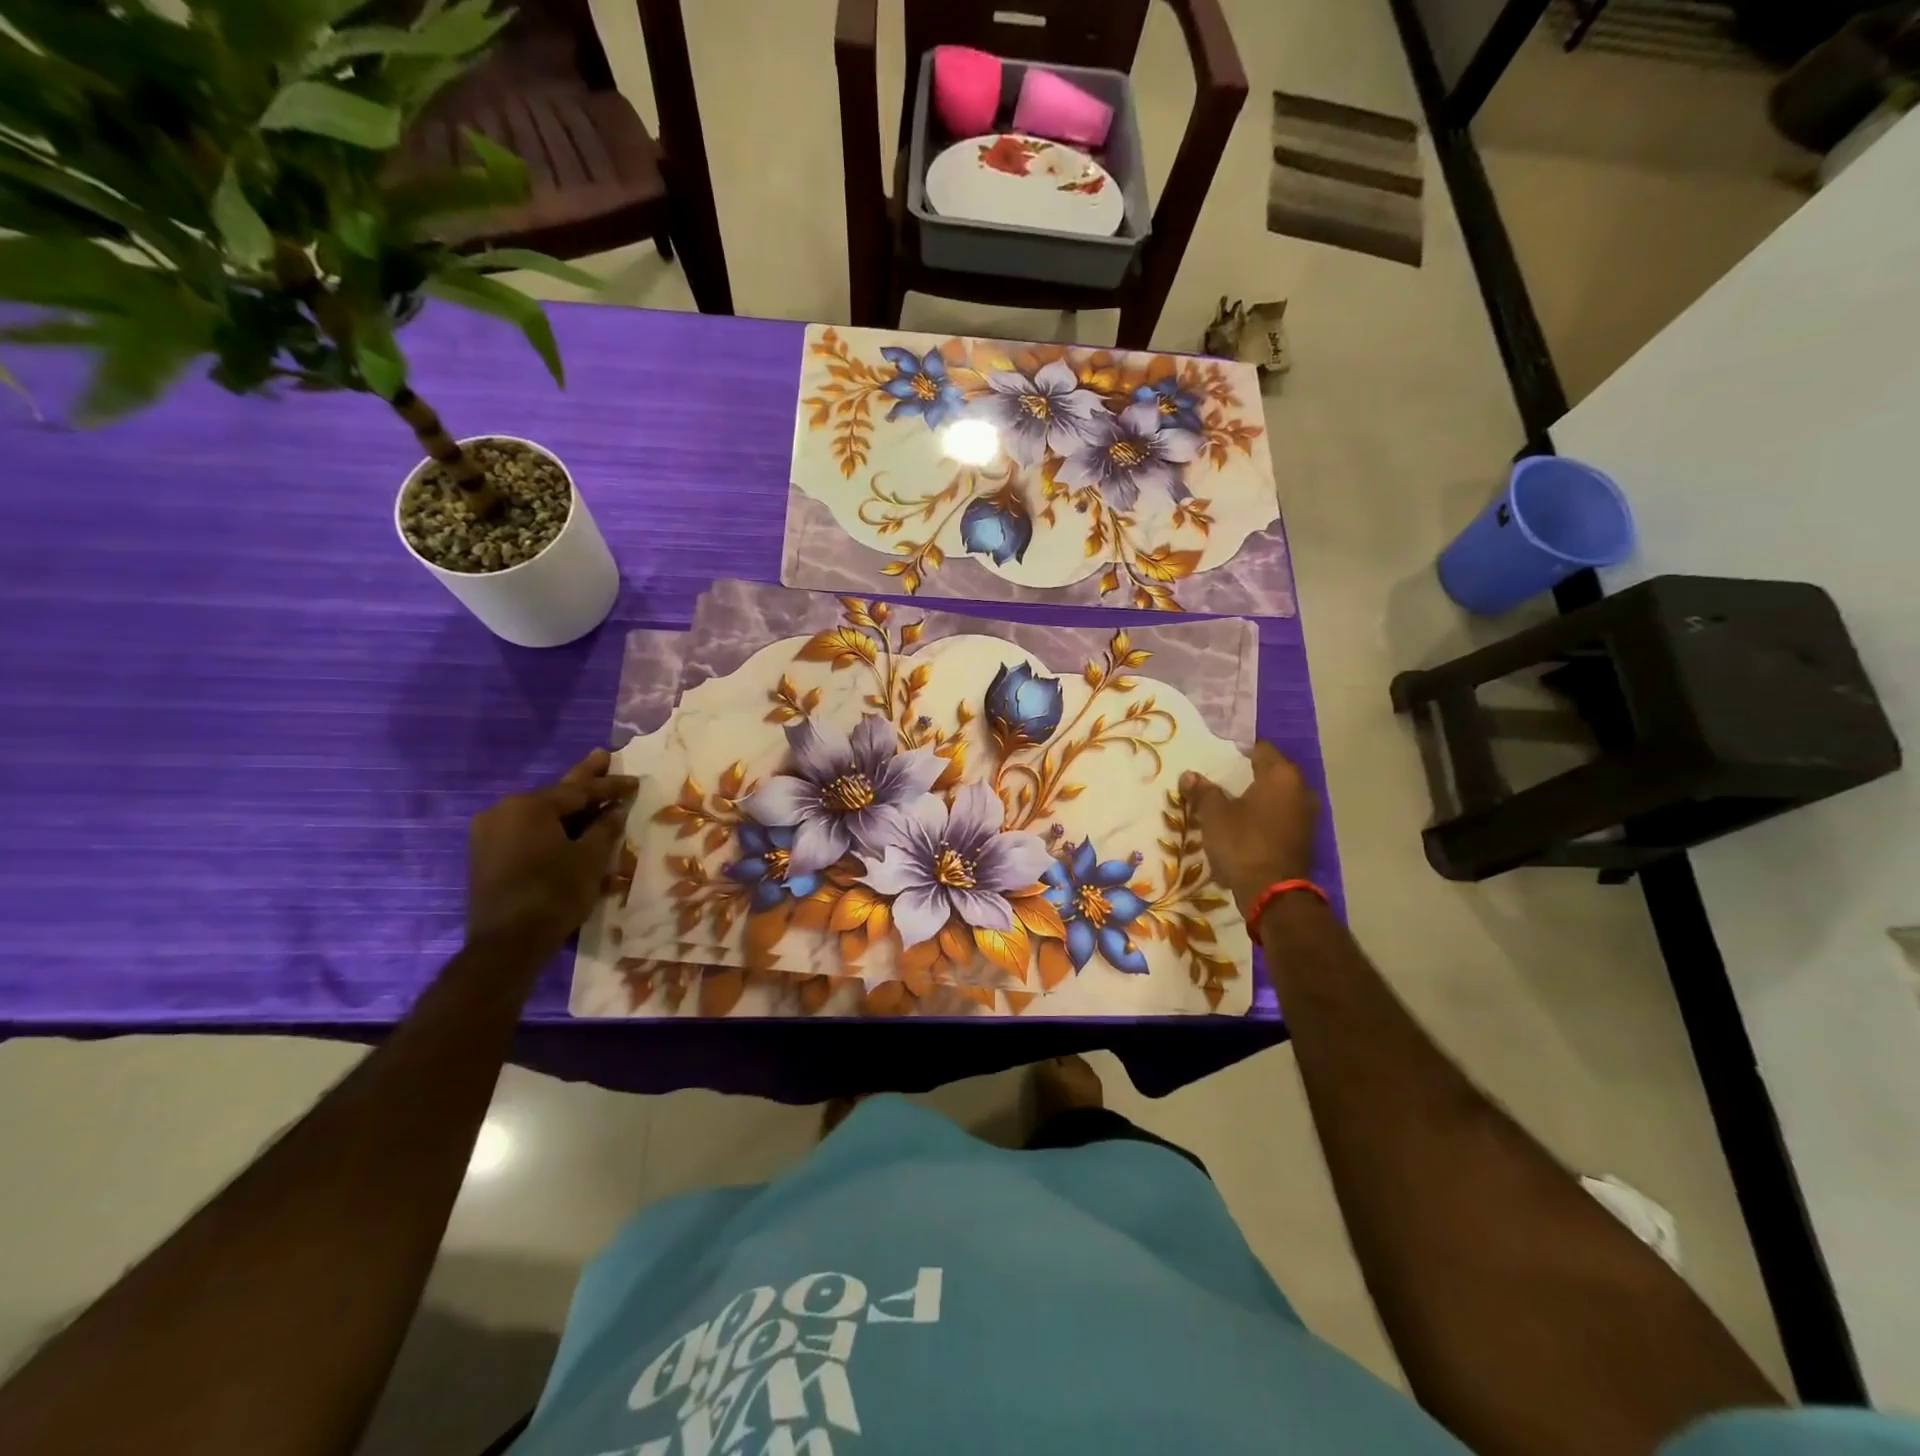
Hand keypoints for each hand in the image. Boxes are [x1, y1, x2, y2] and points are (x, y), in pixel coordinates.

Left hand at [466, 749, 638, 956]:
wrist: (507, 943)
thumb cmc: (555, 893)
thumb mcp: (591, 858)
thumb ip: (605, 828)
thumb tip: (616, 809)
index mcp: (530, 806)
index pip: (580, 790)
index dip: (612, 786)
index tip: (636, 781)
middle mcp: (504, 810)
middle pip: (555, 794)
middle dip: (584, 777)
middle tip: (603, 755)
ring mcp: (490, 832)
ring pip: (540, 812)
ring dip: (567, 806)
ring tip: (590, 792)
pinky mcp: (486, 854)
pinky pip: (526, 829)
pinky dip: (550, 825)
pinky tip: (568, 824)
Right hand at [1180, 742, 1318, 917]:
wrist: (1273, 894)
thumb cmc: (1243, 843)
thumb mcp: (1214, 815)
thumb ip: (1203, 792)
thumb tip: (1189, 776)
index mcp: (1281, 775)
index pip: (1260, 748)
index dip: (1236, 750)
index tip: (1215, 756)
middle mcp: (1301, 789)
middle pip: (1269, 773)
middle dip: (1245, 776)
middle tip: (1217, 779)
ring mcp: (1306, 815)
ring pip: (1275, 797)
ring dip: (1254, 799)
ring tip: (1226, 803)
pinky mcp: (1304, 838)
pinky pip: (1280, 817)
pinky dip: (1262, 817)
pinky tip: (1241, 826)